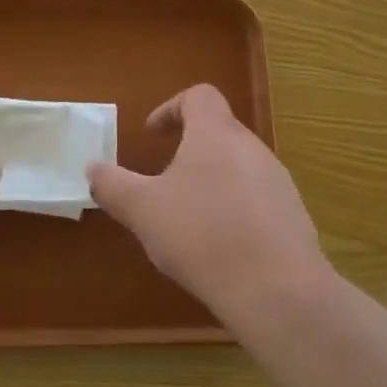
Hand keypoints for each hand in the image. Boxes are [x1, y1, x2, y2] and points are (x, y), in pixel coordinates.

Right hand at [87, 84, 328, 320]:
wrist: (277, 290)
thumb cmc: (202, 235)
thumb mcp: (142, 210)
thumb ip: (113, 185)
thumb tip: (93, 169)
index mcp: (216, 134)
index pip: (199, 96)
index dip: (171, 108)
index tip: (152, 135)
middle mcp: (252, 148)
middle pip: (219, 131)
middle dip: (188, 150)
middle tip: (163, 182)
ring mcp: (279, 181)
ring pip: (238, 166)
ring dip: (211, 181)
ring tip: (189, 219)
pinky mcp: (293, 215)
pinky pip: (257, 198)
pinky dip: (234, 209)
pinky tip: (221, 246)